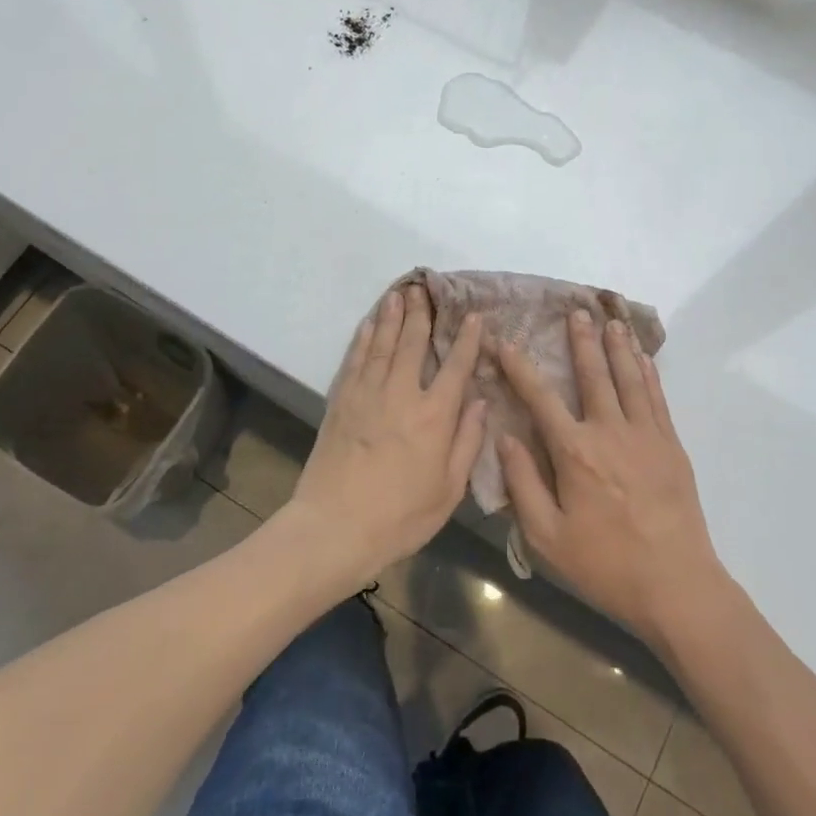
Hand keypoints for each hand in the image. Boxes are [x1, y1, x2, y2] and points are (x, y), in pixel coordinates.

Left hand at [287, 285, 485, 590]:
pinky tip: (370, 324)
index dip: (467, 339)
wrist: (335, 527)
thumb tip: (480, 402)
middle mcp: (401, 394)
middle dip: (422, 314)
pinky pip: (356, 359)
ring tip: (398, 294)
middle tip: (424, 288)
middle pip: (414, 343)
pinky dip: (365, 337)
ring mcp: (367, 393)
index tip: (474, 315)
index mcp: (434, 415)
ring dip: (392, 316)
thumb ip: (467, 442)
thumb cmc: (400, 516)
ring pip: (383, 344)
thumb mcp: (448, 489)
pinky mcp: (341, 401)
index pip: (456, 366)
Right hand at [497, 311, 726, 646]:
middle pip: (592, 375)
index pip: (540, 398)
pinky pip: (657, 398)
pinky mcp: (671, 446)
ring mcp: (646, 435)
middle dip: (581, 341)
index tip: (505, 341)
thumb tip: (505, 437)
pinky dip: (648, 373)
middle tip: (576, 310)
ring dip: (618, 347)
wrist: (676, 585)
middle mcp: (610, 431)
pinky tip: (642, 358)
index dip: (520, 368)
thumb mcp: (547, 536)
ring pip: (629, 378)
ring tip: (611, 320)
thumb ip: (523, 483)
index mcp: (574, 452)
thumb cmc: (604, 564)